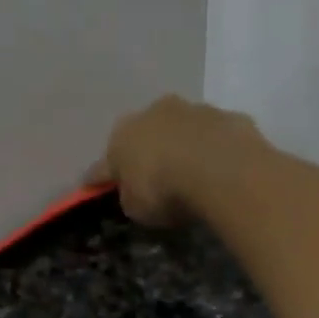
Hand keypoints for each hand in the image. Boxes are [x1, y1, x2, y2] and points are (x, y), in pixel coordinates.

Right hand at [88, 96, 263, 226]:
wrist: (218, 167)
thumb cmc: (163, 190)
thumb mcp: (136, 208)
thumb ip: (130, 196)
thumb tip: (134, 190)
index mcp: (122, 137)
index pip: (104, 164)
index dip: (99, 178)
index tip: (93, 186)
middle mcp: (153, 113)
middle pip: (144, 136)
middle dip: (146, 152)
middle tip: (153, 176)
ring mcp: (191, 109)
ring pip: (180, 129)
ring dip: (182, 146)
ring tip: (191, 172)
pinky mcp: (224, 116)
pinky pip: (213, 136)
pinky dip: (213, 149)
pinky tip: (219, 169)